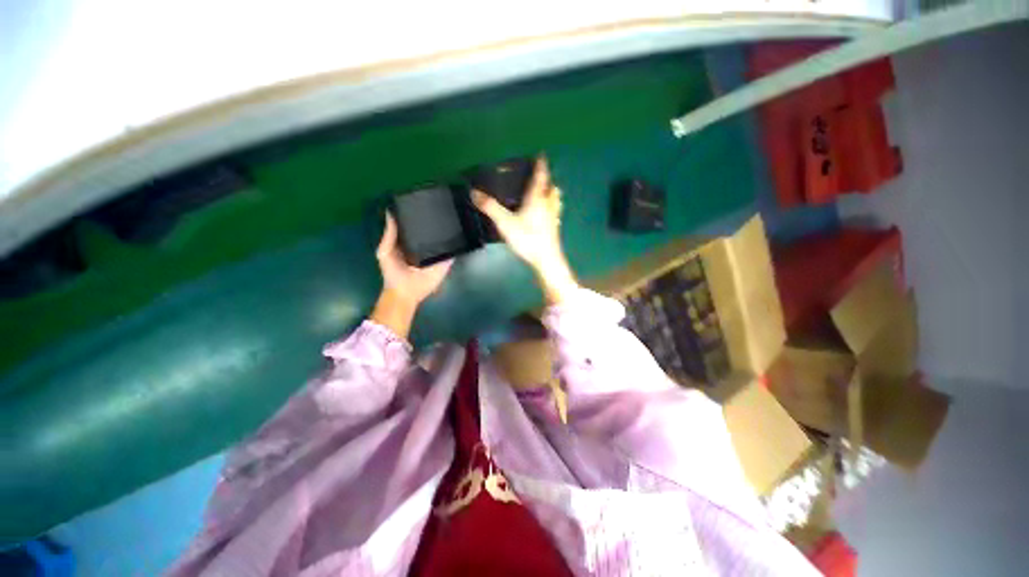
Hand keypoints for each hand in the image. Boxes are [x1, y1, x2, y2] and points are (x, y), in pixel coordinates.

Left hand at [371, 213, 452, 337]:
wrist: (405, 292)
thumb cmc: (393, 272)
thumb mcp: (385, 251)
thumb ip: (389, 235)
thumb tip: (390, 212)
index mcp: (411, 241)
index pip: (417, 225)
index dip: (420, 214)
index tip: (426, 199)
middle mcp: (426, 246)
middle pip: (433, 231)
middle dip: (438, 221)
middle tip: (445, 204)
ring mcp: (437, 254)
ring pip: (445, 240)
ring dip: (450, 231)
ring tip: (456, 215)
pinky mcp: (445, 262)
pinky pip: (452, 252)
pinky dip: (457, 245)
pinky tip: (463, 233)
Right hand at [473, 157, 578, 303]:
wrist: (546, 260)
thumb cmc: (527, 238)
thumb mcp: (505, 222)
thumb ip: (490, 207)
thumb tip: (474, 192)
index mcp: (537, 198)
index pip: (541, 176)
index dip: (541, 164)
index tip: (541, 155)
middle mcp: (548, 204)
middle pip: (551, 187)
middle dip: (547, 179)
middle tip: (540, 176)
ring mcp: (553, 217)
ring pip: (555, 200)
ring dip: (551, 193)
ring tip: (544, 193)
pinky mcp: (554, 228)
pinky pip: (555, 212)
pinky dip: (551, 208)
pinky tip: (545, 215)